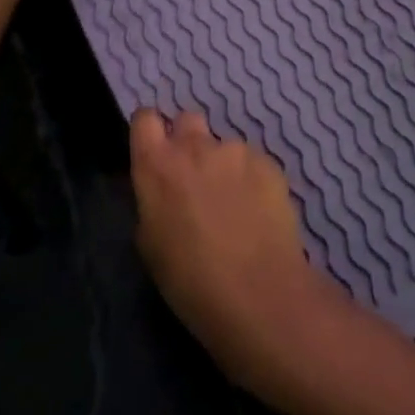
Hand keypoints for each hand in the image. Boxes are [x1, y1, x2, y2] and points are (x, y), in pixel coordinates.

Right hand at [130, 109, 349, 396]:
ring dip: (223, 166)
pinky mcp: (269, 163)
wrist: (259, 295)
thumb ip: (153, 201)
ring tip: (234, 207)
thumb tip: (163, 191)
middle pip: (187, 120)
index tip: (155, 151)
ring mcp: (235, 151)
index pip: (145, 119)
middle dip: (188, 141)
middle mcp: (195, 146)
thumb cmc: (190, 282)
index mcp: (156, 166)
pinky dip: (252, 180)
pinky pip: (253, 163)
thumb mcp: (150, 243)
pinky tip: (258, 213)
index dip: (150, 131)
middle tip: (195, 179)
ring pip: (224, 147)